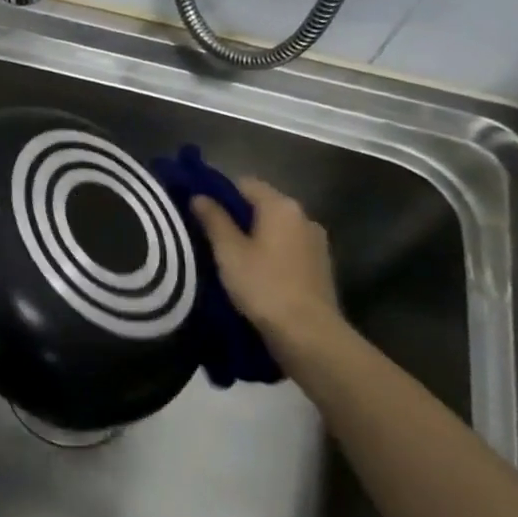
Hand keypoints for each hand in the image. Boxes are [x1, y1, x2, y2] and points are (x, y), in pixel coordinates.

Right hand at [190, 177, 344, 348]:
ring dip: (253, 235)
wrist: (308, 332)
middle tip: (207, 234)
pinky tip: (254, 271)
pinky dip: (269, 251)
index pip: (245, 183)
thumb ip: (213, 219)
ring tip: (228, 255)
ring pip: (275, 227)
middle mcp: (304, 217)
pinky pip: (287, 247)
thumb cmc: (263, 285)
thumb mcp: (229, 251)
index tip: (198, 209)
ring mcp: (315, 241)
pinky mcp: (319, 265)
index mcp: (281, 207)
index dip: (219, 192)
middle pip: (262, 204)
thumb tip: (199, 196)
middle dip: (236, 215)